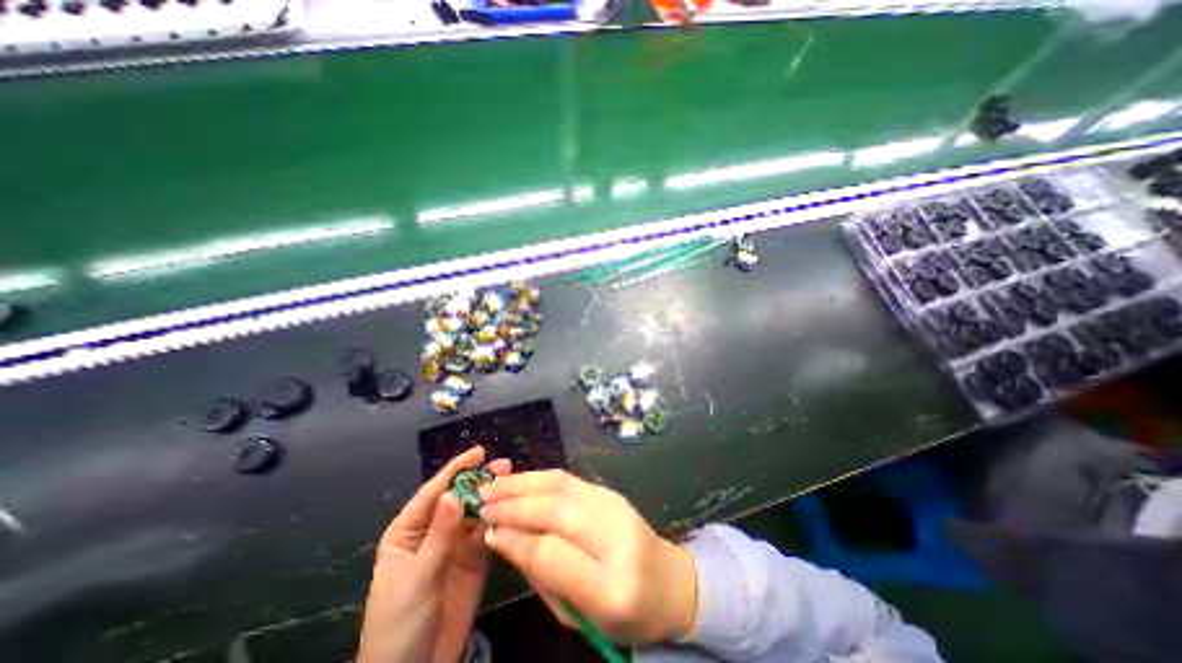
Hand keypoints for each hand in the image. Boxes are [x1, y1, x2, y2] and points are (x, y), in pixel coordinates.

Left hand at [358, 446, 510, 661]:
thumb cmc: (398, 625)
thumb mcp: (416, 578)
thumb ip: (438, 536)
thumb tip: (453, 494)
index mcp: (409, 530)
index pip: (434, 492)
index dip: (456, 469)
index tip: (479, 452)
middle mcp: (434, 530)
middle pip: (459, 497)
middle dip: (480, 480)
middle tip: (504, 465)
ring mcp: (456, 543)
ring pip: (476, 511)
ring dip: (493, 496)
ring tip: (514, 481)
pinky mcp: (475, 558)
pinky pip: (488, 532)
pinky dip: (499, 519)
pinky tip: (513, 508)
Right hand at [478, 468, 693, 643]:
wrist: (668, 581)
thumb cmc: (623, 611)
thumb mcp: (580, 613)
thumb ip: (543, 575)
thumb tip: (505, 537)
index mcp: (611, 584)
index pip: (553, 553)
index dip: (516, 538)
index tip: (487, 530)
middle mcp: (616, 535)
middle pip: (557, 509)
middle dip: (514, 502)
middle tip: (482, 500)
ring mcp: (616, 505)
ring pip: (562, 484)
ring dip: (524, 481)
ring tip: (494, 484)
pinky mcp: (611, 491)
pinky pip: (570, 480)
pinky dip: (540, 478)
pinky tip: (522, 480)